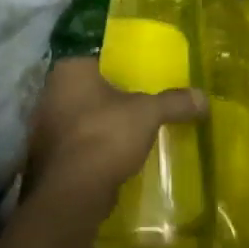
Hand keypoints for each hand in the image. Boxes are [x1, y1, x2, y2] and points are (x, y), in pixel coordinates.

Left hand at [24, 58, 206, 216]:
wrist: (72, 193)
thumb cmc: (105, 135)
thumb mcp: (147, 113)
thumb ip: (174, 102)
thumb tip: (204, 98)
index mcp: (69, 70)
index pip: (94, 54)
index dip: (115, 60)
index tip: (136, 69)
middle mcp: (49, 92)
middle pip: (86, 86)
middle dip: (109, 93)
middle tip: (137, 98)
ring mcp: (44, 126)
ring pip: (79, 115)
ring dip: (99, 122)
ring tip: (128, 127)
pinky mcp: (47, 156)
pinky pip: (75, 143)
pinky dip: (92, 146)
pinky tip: (113, 154)